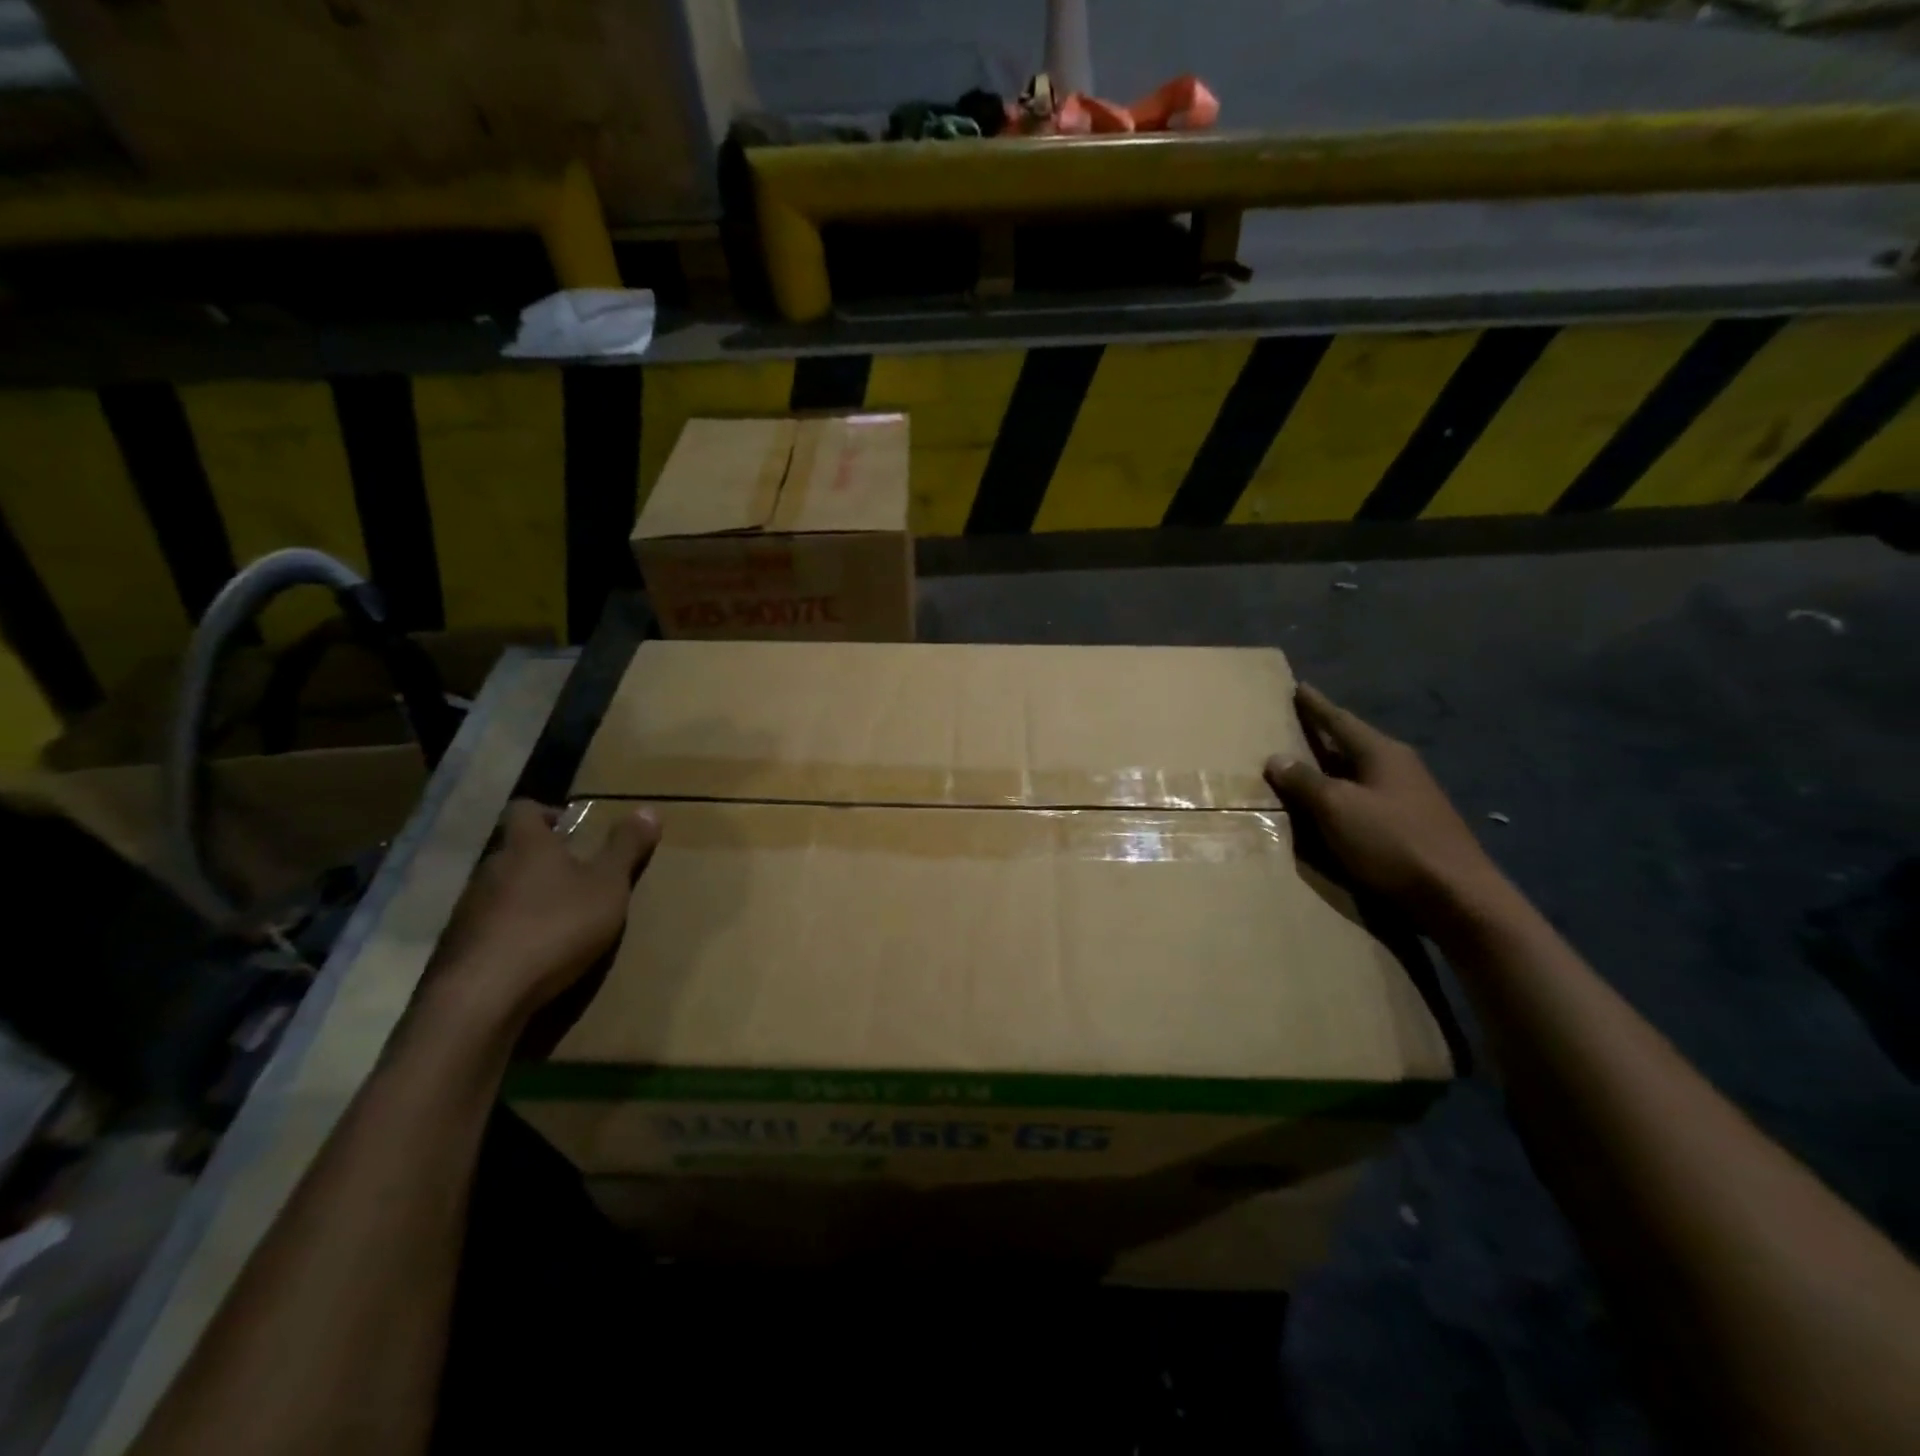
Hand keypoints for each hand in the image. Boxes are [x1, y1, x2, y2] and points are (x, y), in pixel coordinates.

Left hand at [422, 800, 660, 1029]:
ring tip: (557, 920)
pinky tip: (531, 954)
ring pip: (499, 890)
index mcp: (527, 846)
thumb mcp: (608, 886)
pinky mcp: (457, 947)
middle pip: (512, 851)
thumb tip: (648, 809)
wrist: (485, 995)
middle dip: (541, 860)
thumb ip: (626, 848)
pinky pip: (487, 927)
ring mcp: (468, 909)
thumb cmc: (556, 926)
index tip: (571, 828)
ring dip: (525, 898)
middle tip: (576, 878)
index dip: (546, 812)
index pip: (524, 809)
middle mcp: (490, 868)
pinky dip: (509, 932)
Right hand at [1266, 684, 1501, 920]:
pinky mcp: (1414, 825)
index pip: (1340, 720)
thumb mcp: (1336, 809)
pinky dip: (1347, 795)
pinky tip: (1336, 806)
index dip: (1315, 706)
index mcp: (1382, 753)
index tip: (1299, 687)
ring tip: (1309, 765)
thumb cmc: (1391, 842)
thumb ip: (1304, 782)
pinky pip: (1369, 798)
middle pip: (1354, 743)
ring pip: (1363, 772)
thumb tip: (1276, 758)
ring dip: (1335, 768)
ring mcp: (1412, 796)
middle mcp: (1400, 767)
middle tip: (1298, 724)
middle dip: (1326, 735)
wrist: (1456, 896)